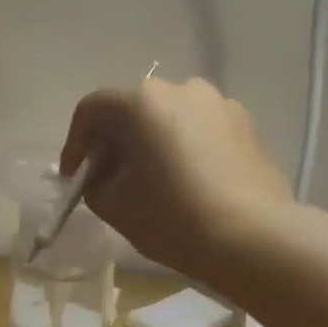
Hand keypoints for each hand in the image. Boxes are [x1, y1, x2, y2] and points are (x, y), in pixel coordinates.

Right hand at [57, 77, 293, 280]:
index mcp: (141, 102)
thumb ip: (94, 183)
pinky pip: (200, 130)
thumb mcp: (114, 206)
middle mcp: (180, 89)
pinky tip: (188, 183)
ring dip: (151, 144)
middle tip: (109, 180)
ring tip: (152, 182)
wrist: (253, 238)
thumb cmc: (172, 218)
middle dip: (114, 143)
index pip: (91, 110)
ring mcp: (219, 103)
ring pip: (169, 119)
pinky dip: (184, 149)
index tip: (75, 178)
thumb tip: (102, 175)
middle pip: (132, 110)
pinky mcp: (246, 125)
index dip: (75, 144)